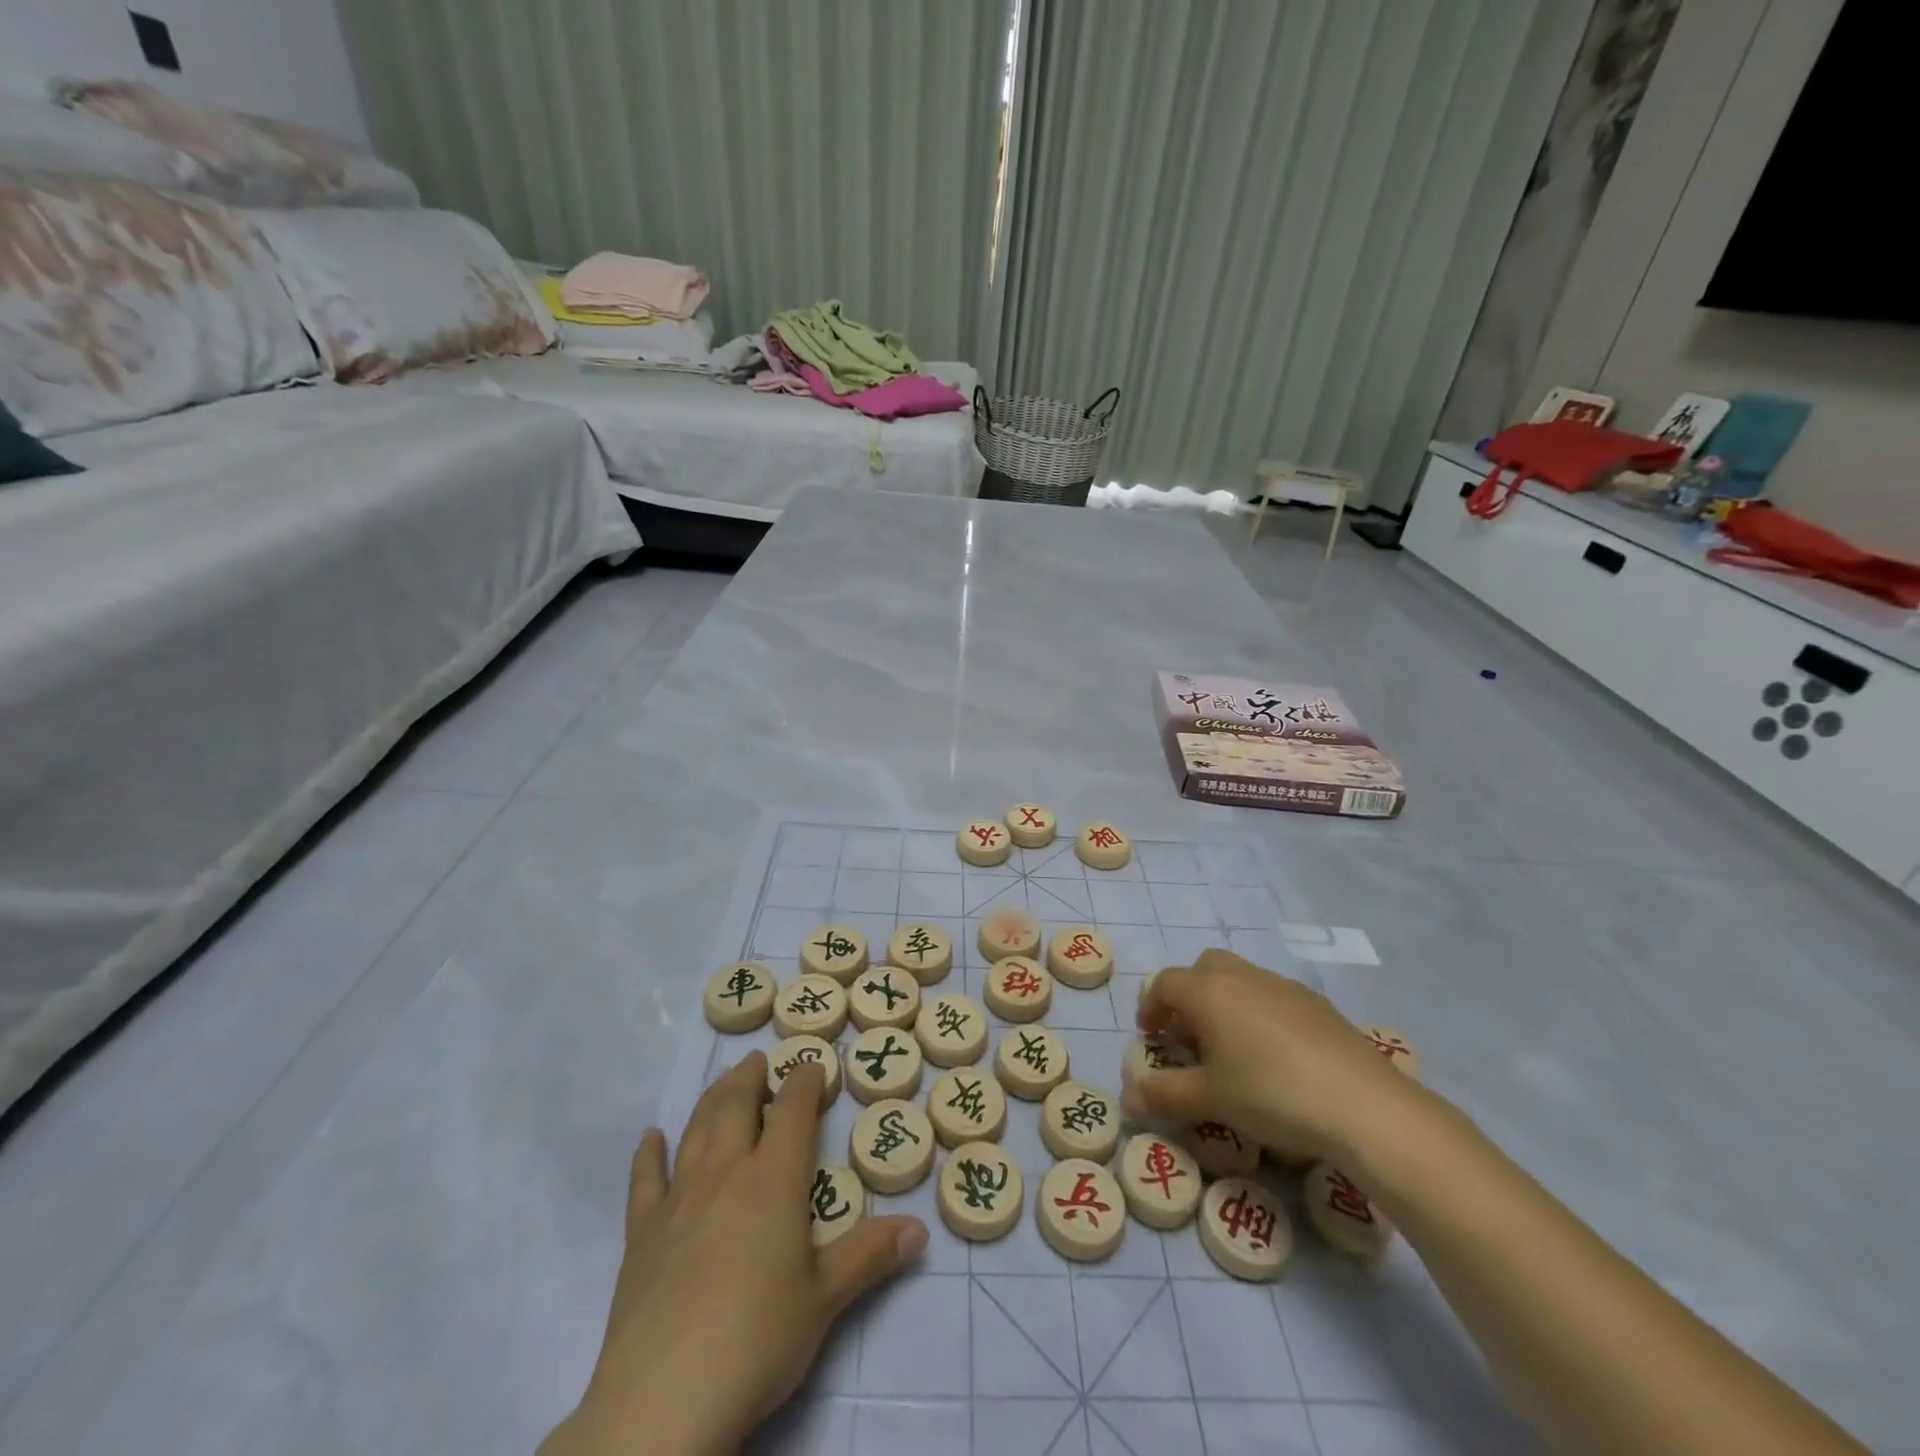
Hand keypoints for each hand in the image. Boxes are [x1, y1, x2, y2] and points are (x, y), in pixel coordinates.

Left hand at [542, 1053, 927, 1455]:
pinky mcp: (641, 1236)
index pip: (793, 1112)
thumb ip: (870, 1256)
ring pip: (696, 1131)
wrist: (663, 1402)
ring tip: (722, 1082)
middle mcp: (725, 1175)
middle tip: (759, 1060)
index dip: (804, 1081)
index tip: (812, 1063)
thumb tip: (920, 1228)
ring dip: (711, 1100)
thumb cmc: (757, 1341)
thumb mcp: (825, 1301)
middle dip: (750, 1078)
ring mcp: (678, 1202)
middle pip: (735, 1107)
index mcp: (773, 1181)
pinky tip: (651, 1138)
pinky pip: (645, 1182)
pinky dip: (649, 1155)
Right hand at [1125, 948, 1422, 1163]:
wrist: (1364, 1105)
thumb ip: (1163, 1094)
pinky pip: (1273, 996)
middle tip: (1189, 1036)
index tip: (1151, 1037)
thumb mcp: (1210, 1100)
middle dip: (1188, 996)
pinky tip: (1275, 1056)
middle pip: (1203, 969)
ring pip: (1240, 978)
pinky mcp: (1318, 1004)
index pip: (1165, 984)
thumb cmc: (1271, 1094)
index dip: (1151, 1007)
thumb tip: (1127, 1099)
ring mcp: (1283, 986)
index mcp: (1208, 991)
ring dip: (1224, 1002)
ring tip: (1231, 1048)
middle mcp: (1242, 977)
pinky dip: (1259, 1013)